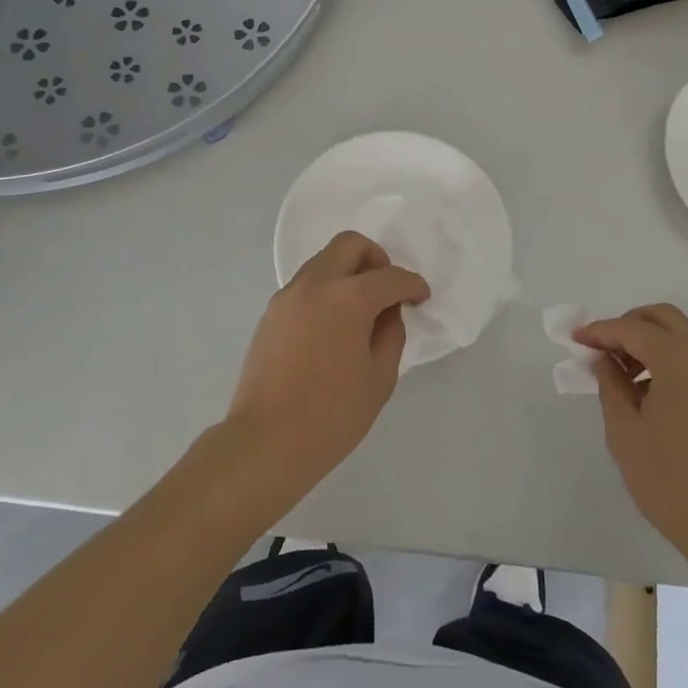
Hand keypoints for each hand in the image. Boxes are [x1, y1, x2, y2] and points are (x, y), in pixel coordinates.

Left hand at [224, 231, 429, 501]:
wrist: (266, 443)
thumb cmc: (331, 415)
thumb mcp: (380, 378)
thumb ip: (391, 334)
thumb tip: (387, 313)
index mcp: (348, 297)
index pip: (390, 277)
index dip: (412, 285)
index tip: (421, 298)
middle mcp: (315, 284)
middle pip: (350, 244)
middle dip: (376, 259)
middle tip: (387, 290)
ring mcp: (288, 296)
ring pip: (324, 261)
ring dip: (348, 273)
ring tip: (360, 311)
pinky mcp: (271, 313)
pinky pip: (306, 285)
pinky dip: (326, 291)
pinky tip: (333, 327)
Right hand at [575, 304, 687, 575]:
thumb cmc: (668, 479)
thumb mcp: (624, 430)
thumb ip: (610, 384)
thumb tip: (604, 360)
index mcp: (679, 359)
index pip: (632, 329)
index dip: (600, 331)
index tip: (575, 339)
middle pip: (662, 318)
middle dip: (628, 325)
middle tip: (601, 349)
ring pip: (680, 335)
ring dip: (648, 341)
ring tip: (621, 374)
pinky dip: (668, 357)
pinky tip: (648, 389)